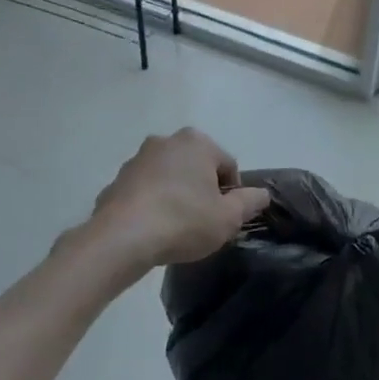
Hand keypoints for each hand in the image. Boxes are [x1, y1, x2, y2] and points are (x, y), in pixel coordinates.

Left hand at [89, 130, 270, 268]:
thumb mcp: (228, 218)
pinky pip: (144, 191)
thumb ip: (250, 202)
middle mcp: (166, 141)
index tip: (224, 218)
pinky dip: (151, 204)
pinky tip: (152, 230)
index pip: (227, 166)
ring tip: (176, 228)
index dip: (231, 194)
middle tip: (203, 222)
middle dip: (202, 190)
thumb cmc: (183, 221)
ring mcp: (137, 159)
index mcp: (197, 142)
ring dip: (176, 195)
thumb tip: (262, 194)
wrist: (122, 238)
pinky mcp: (116, 180)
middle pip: (196, 167)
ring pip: (169, 177)